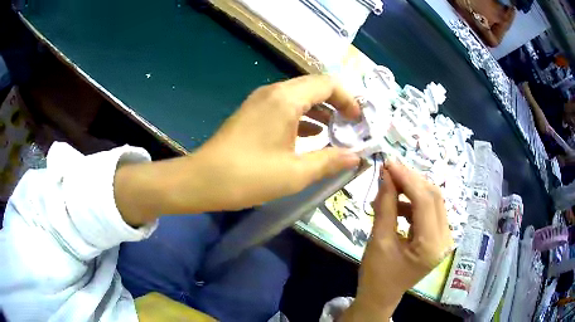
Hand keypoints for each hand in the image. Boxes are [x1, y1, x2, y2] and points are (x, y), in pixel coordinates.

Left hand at [114, 75, 360, 224]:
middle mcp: (273, 92)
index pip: (328, 84)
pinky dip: (303, 117)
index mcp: (286, 99)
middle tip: (352, 126)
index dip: (349, 99)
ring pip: (300, 96)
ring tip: (337, 132)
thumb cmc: (249, 176)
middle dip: (338, 103)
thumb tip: (356, 157)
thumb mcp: (296, 173)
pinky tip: (312, 136)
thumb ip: (330, 161)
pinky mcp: (253, 112)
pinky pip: (286, 106)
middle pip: (315, 86)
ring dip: (321, 110)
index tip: (360, 121)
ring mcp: (260, 101)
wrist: (203, 180)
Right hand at [341, 161, 452, 320]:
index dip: (407, 179)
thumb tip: (386, 175)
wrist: (381, 296)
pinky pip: (430, 210)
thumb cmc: (376, 275)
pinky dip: (414, 201)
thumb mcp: (378, 240)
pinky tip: (398, 202)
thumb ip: (385, 206)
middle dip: (411, 179)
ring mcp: (444, 238)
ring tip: (390, 185)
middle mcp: (445, 239)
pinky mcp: (439, 237)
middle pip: (434, 197)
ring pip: (433, 201)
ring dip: (413, 189)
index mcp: (431, 246)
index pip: (425, 201)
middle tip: (390, 169)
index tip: (389, 163)